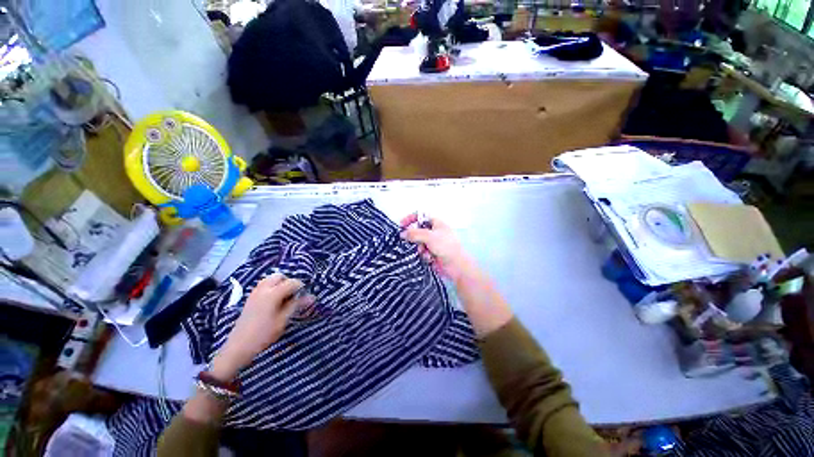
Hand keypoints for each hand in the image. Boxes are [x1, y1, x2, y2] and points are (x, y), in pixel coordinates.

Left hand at [210, 273, 312, 380]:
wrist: (242, 341)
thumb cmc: (265, 333)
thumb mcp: (282, 321)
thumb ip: (295, 306)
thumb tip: (311, 297)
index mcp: (272, 293)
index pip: (291, 282)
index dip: (301, 287)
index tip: (307, 296)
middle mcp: (263, 287)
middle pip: (279, 276)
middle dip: (289, 283)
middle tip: (296, 297)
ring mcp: (255, 291)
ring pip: (270, 279)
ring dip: (280, 285)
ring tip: (286, 300)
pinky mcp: (251, 296)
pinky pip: (264, 285)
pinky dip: (272, 288)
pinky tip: (274, 302)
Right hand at [401, 213, 512, 335]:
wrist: (457, 266)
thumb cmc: (446, 247)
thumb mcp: (429, 236)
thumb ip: (414, 233)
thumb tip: (402, 234)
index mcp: (438, 224)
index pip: (422, 216)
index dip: (411, 219)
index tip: (402, 225)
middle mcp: (436, 232)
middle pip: (419, 231)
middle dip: (416, 238)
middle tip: (414, 243)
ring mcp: (436, 244)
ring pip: (420, 243)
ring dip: (421, 249)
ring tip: (425, 253)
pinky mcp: (434, 254)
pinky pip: (424, 253)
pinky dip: (425, 256)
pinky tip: (430, 259)